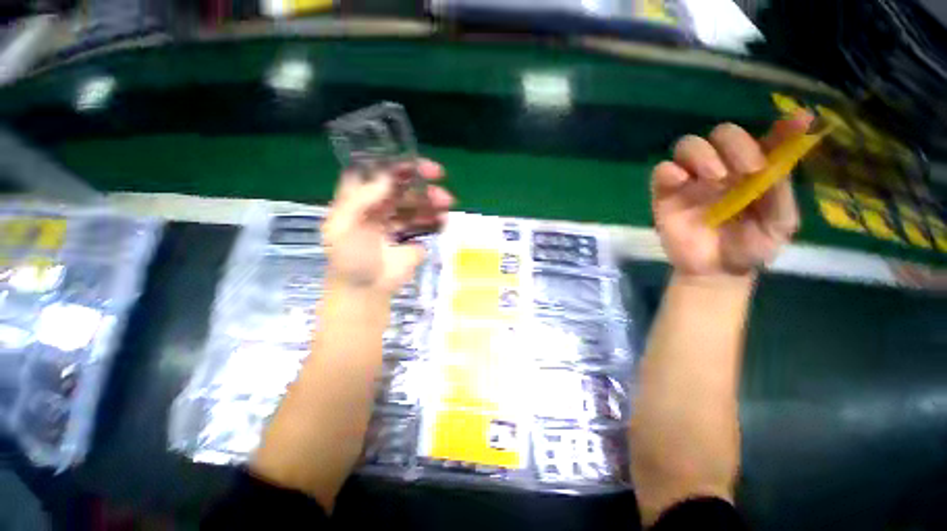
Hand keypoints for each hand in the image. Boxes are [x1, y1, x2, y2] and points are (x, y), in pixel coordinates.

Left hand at [322, 158, 453, 294]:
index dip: (396, 166)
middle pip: (402, 187)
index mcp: (359, 201)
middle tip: (439, 180)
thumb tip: (388, 176)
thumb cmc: (350, 259)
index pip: (378, 175)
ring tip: (446, 204)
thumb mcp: (345, 226)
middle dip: (421, 183)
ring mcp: (397, 224)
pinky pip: (425, 224)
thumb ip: (363, 198)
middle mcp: (379, 208)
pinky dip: (435, 220)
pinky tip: (442, 220)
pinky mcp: (411, 239)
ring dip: (432, 201)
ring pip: (417, 205)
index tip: (416, 165)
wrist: (365, 292)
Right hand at [652, 112, 814, 278]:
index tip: (802, 121)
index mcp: (755, 170)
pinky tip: (680, 181)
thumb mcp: (779, 225)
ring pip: (688, 145)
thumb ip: (781, 192)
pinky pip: (661, 171)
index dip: (785, 125)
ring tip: (715, 178)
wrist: (714, 271)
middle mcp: (723, 166)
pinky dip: (668, 170)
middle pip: (723, 134)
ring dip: (702, 154)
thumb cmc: (751, 248)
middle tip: (747, 170)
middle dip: (736, 145)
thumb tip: (783, 156)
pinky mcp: (665, 193)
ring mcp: (691, 179)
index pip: (769, 138)